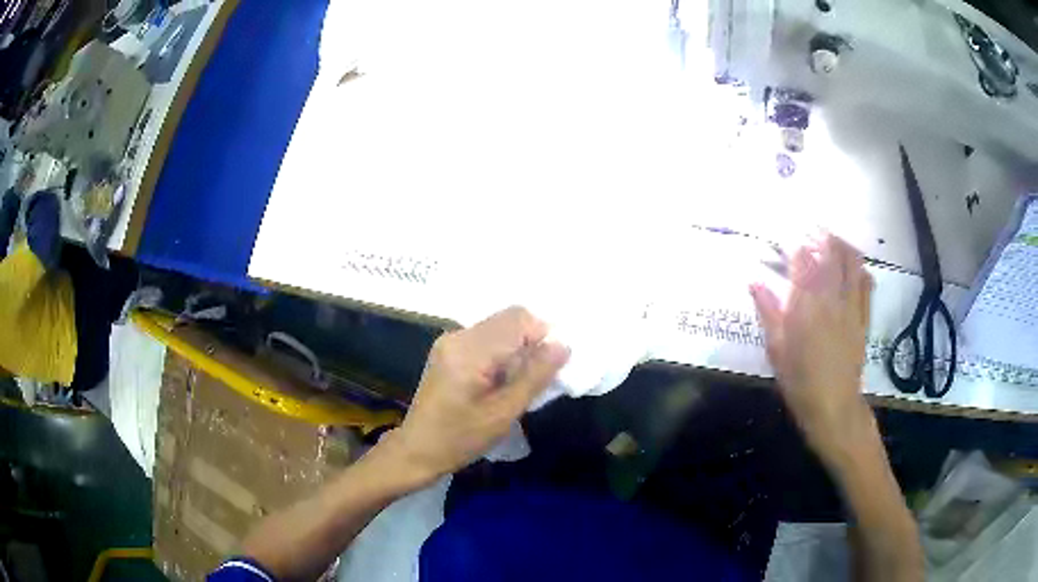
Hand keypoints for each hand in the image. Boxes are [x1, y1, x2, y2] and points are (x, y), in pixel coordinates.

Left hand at [380, 307, 569, 485]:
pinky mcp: (449, 349)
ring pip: (500, 327)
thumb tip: (563, 345)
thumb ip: (534, 377)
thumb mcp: (503, 413)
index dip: (543, 336)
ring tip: (518, 383)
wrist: (418, 449)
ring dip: (517, 348)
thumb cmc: (460, 438)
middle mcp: (458, 335)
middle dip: (531, 342)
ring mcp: (451, 340)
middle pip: (509, 319)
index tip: (550, 368)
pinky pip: (487, 338)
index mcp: (468, 350)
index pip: (518, 320)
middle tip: (536, 378)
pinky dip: (503, 352)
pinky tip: (501, 381)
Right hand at [750, 235, 873, 448]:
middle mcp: (832, 297)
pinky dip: (861, 269)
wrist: (833, 406)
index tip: (788, 240)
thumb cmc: (799, 381)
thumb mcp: (776, 349)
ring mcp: (852, 306)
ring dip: (844, 245)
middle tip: (813, 231)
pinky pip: (867, 284)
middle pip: (832, 252)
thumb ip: (768, 311)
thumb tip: (754, 282)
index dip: (796, 245)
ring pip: (853, 262)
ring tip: (834, 242)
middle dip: (822, 236)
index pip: (803, 259)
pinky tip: (855, 268)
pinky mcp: (864, 317)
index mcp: (807, 304)